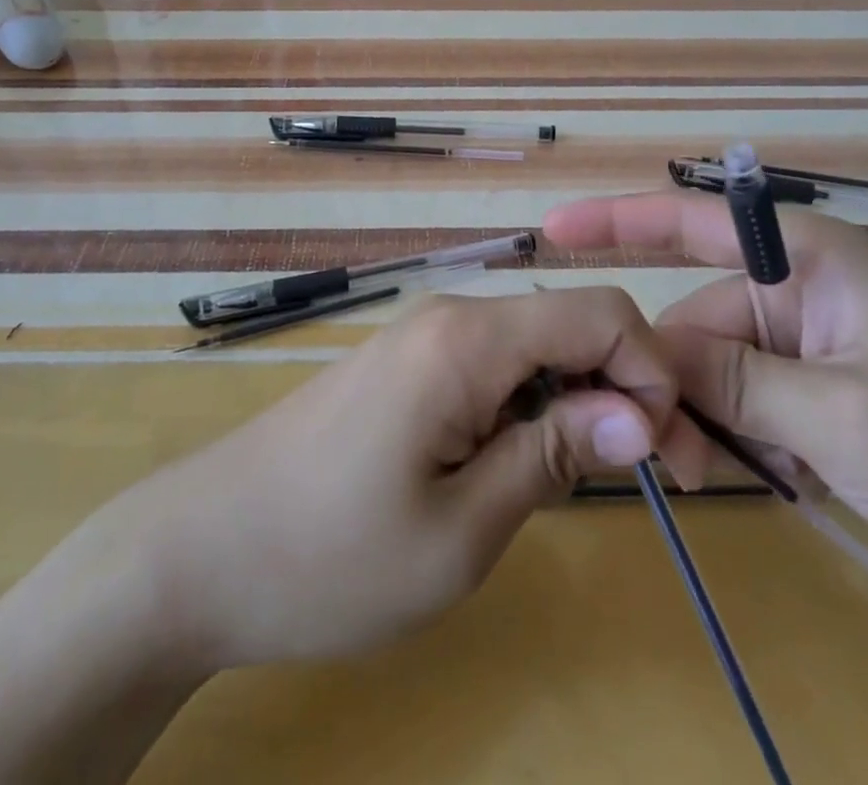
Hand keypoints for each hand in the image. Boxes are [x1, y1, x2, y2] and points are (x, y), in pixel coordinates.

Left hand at [142, 287, 699, 670]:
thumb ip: (554, 457)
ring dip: (575, 400)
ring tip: (574, 482)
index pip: (598, 311)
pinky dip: (527, 405)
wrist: (199, 551)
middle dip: (622, 387)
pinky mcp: (405, 365)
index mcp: (468, 338)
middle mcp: (449, 316)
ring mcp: (422, 337)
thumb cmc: (330, 556)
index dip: (652, 371)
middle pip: (568, 324)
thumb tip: (639, 414)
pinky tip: (512, 464)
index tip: (668, 455)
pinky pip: (492, 365)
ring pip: (533, 346)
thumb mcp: (460, 531)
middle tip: (645, 478)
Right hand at [544, 194, 867, 599]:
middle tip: (663, 455)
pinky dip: (737, 439)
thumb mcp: (842, 419)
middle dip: (670, 381)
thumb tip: (644, 359)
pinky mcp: (815, 388)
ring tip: (715, 481)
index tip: (551, 231)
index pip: (692, 221)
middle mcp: (797, 287)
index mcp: (807, 260)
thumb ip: (735, 383)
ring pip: (713, 370)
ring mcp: (806, 341)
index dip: (617, 221)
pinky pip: (744, 400)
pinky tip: (765, 481)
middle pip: (695, 320)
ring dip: (703, 422)